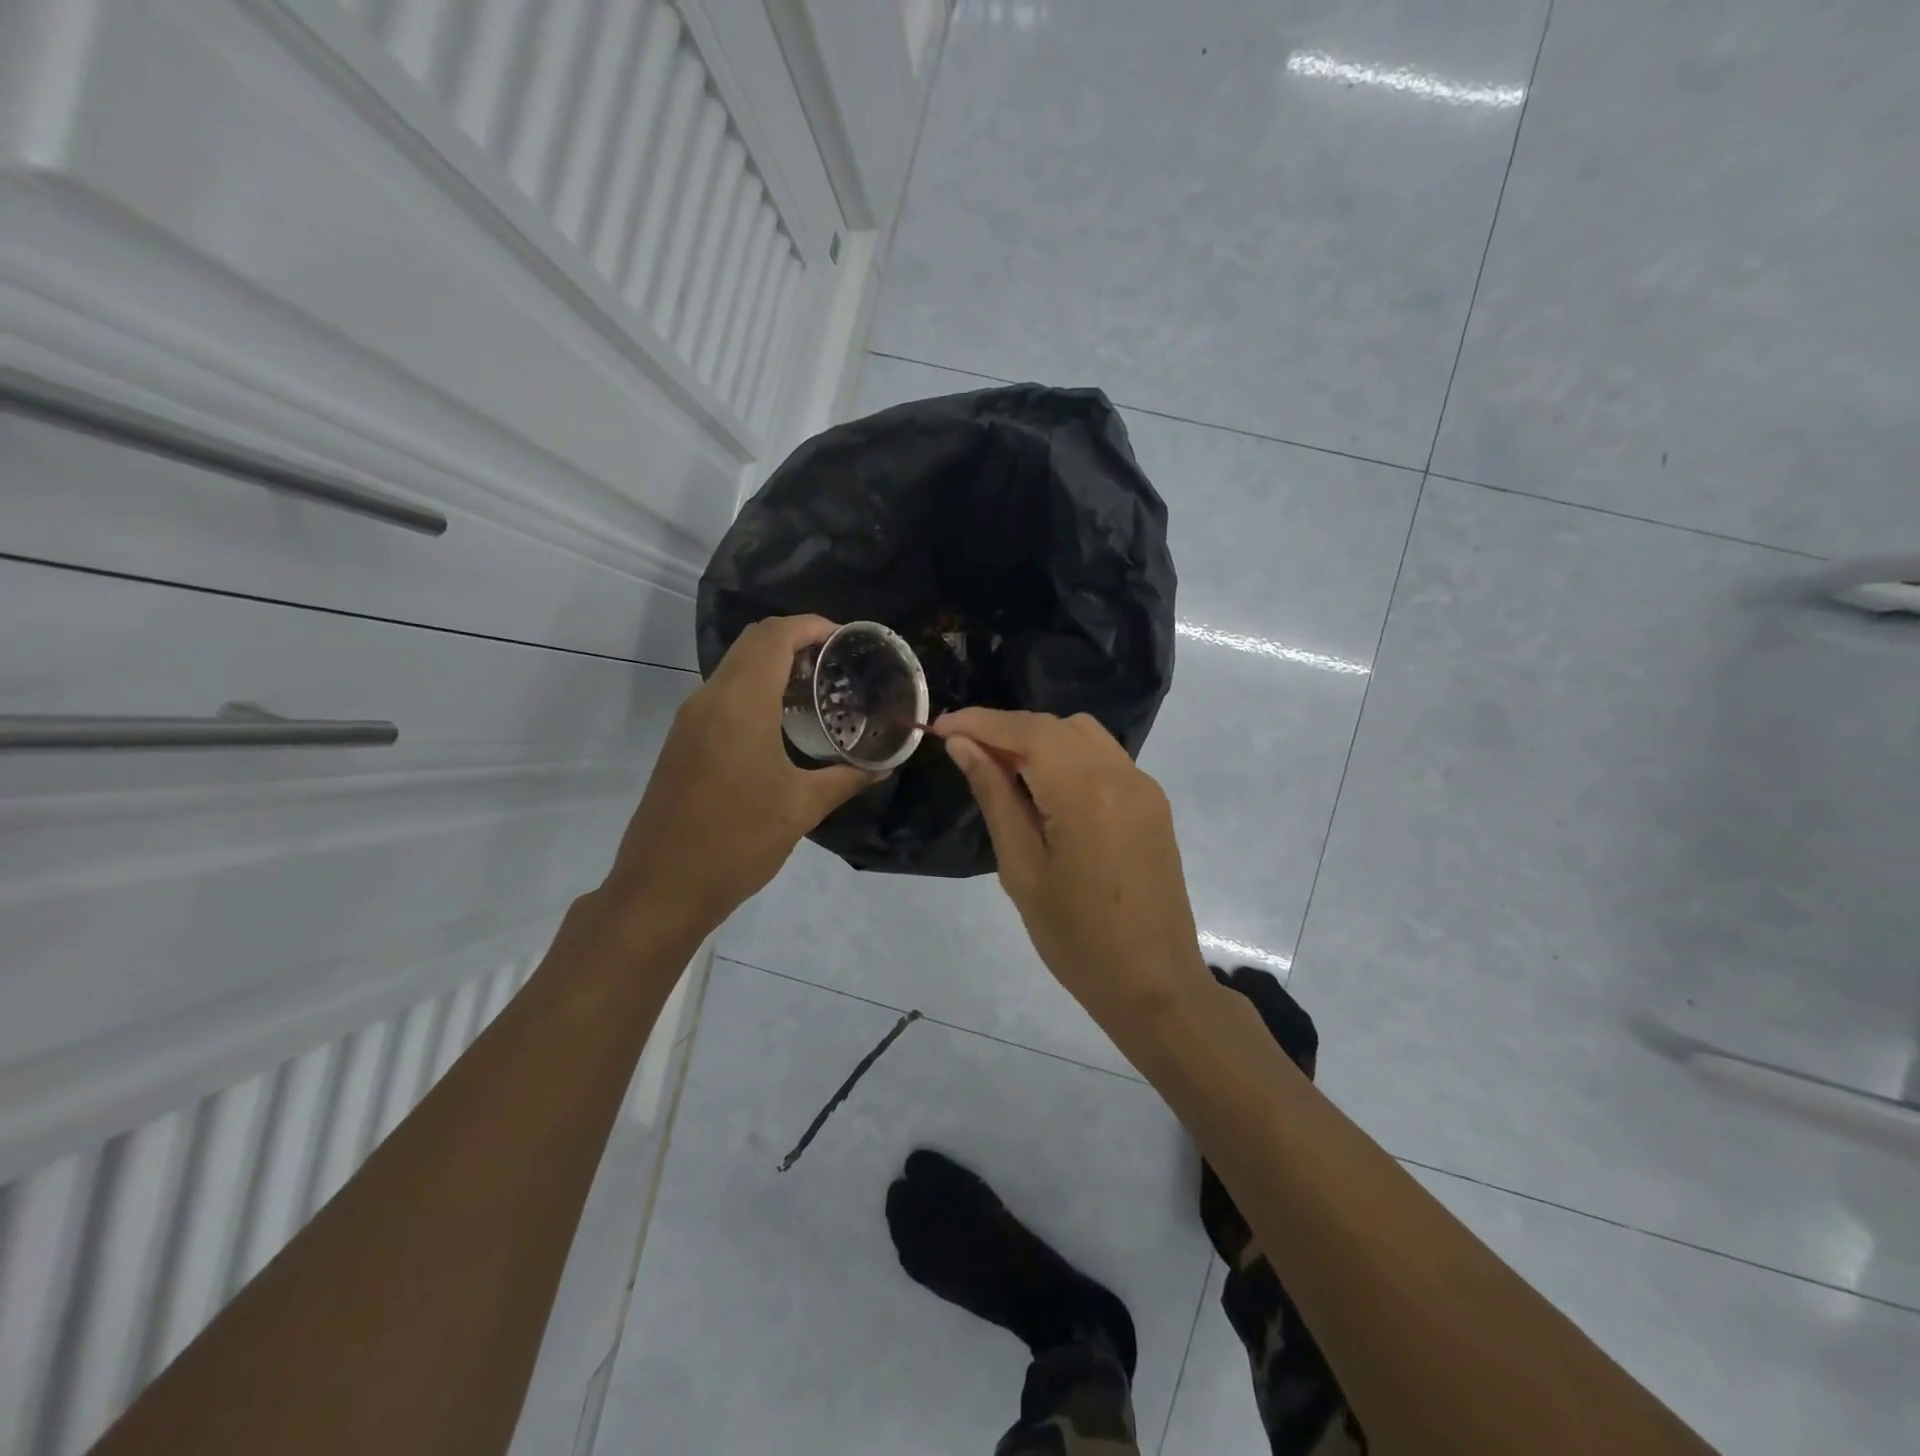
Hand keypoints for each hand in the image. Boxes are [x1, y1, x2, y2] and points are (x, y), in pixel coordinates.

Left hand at [603, 616, 877, 932]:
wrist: (663, 887)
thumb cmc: (738, 841)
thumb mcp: (802, 808)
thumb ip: (847, 778)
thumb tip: (885, 766)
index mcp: (740, 705)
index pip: (773, 636)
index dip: (810, 626)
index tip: (845, 639)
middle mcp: (709, 699)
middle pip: (752, 643)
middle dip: (795, 639)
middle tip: (836, 662)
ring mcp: (690, 720)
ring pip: (734, 667)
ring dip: (773, 664)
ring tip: (816, 689)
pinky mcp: (682, 741)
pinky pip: (723, 694)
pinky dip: (755, 689)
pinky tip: (782, 722)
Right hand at [933, 709, 1212, 1026]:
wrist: (1153, 983)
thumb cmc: (1075, 936)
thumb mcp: (1021, 868)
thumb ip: (994, 796)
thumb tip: (964, 746)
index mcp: (1085, 789)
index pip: (1025, 731)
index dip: (979, 722)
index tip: (939, 728)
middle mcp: (1120, 772)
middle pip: (1054, 726)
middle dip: (1006, 730)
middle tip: (965, 754)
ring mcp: (1143, 786)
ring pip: (1082, 735)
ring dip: (1038, 741)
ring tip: (1003, 772)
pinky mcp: (1152, 803)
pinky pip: (1104, 759)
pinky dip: (1067, 758)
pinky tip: (1045, 790)